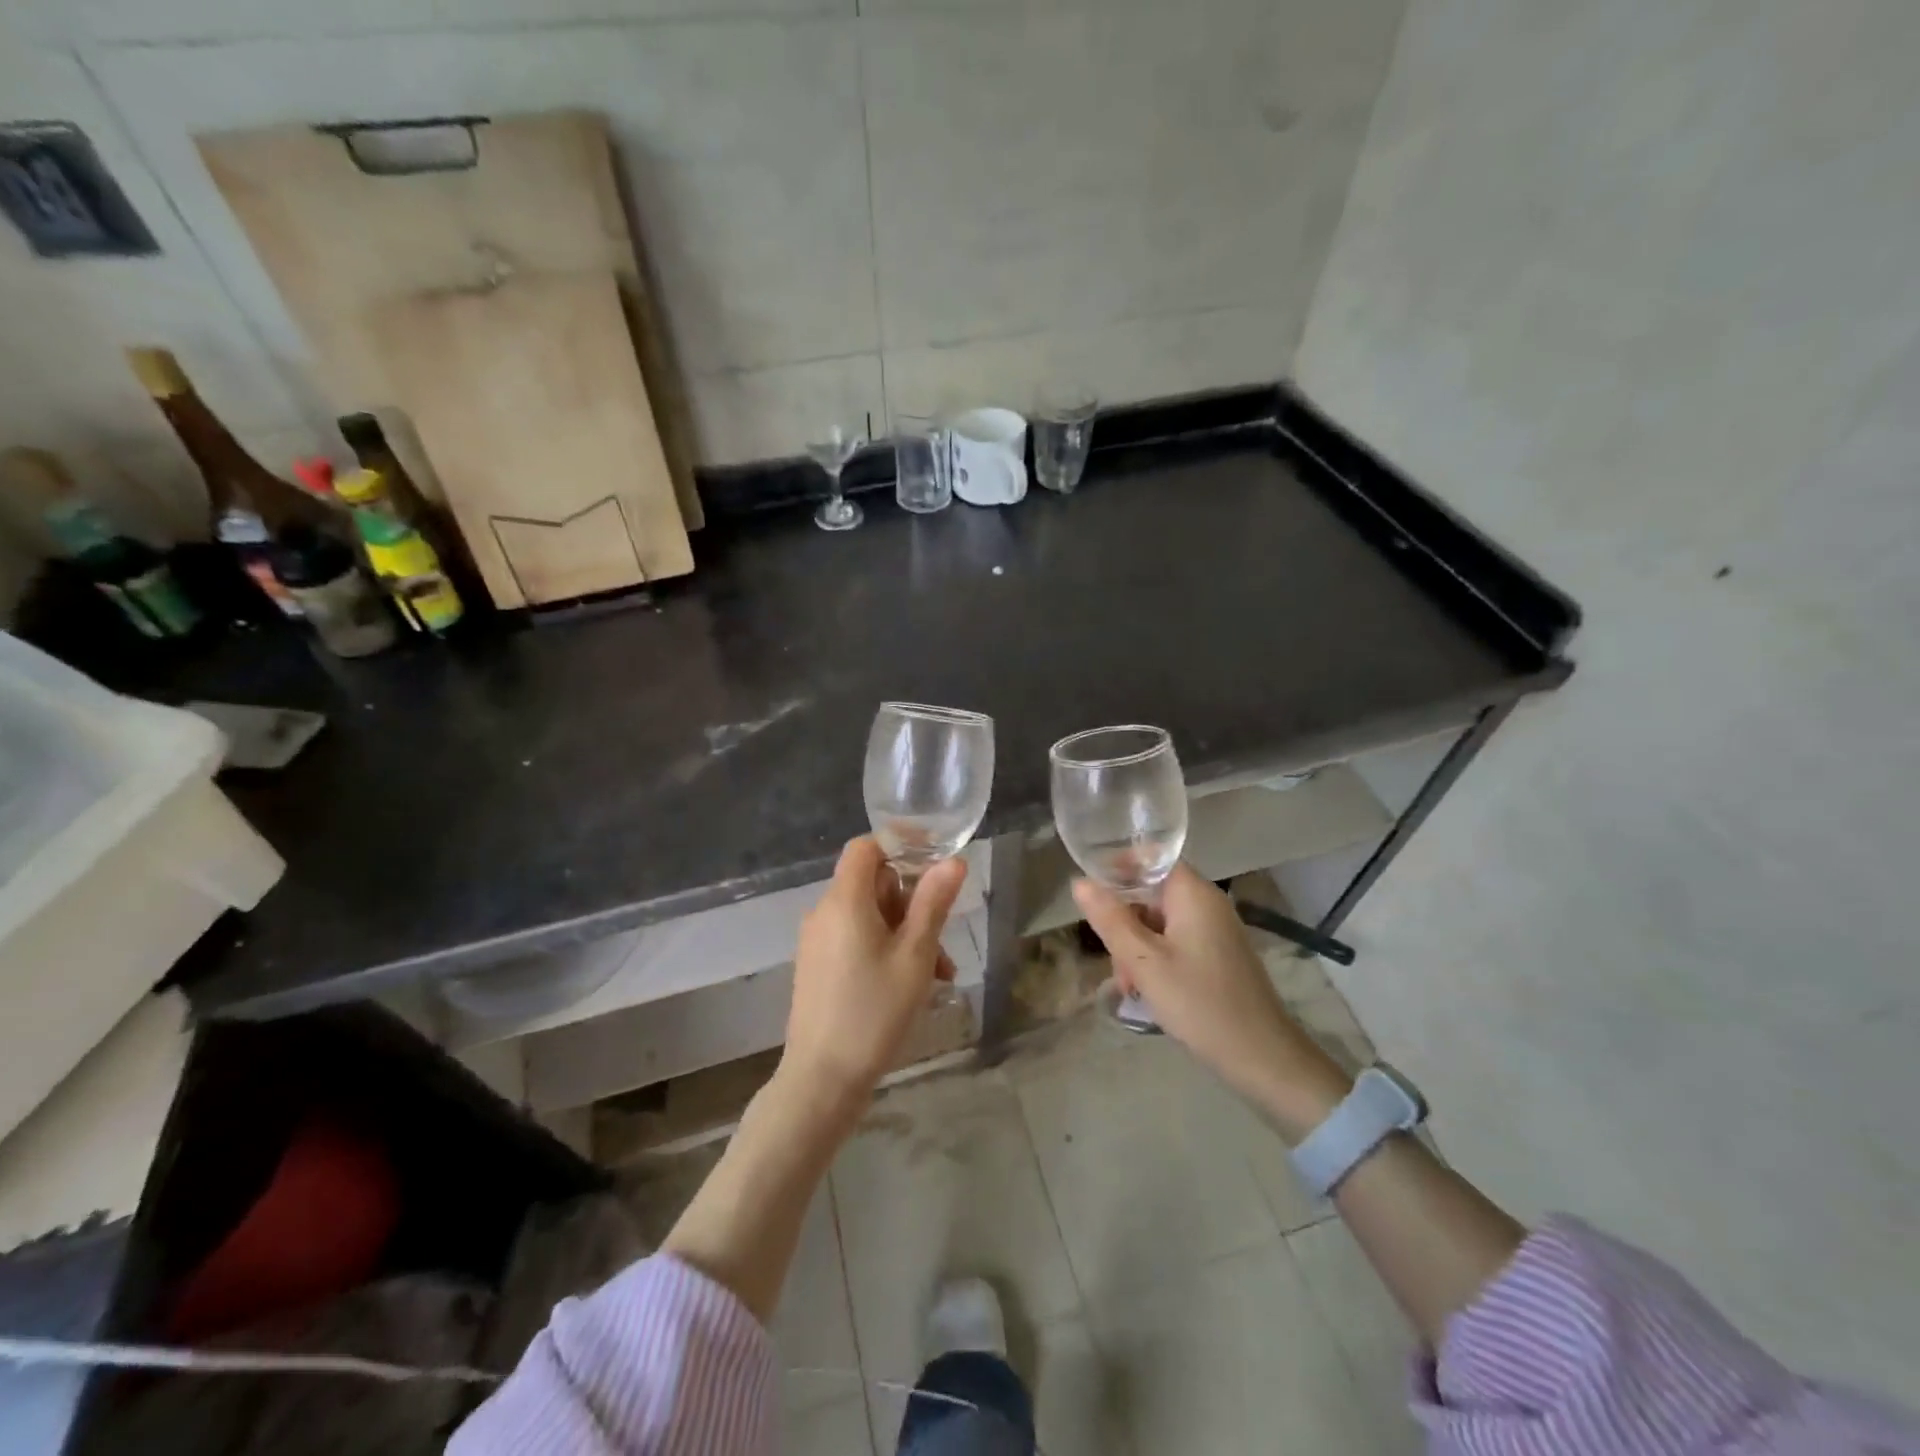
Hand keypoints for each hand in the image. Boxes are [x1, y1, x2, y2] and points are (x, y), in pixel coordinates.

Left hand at [781, 837, 967, 1112]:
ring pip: (870, 916)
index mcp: (845, 901)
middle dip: (913, 904)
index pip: (866, 847)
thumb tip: (952, 861)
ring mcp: (818, 940)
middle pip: (873, 884)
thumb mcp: (915, 956)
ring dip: (905, 933)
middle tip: (941, 941)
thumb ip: (933, 903)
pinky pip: (856, 939)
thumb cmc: (874, 1013)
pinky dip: (885, 949)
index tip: (935, 864)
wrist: (822, 1080)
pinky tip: (911, 984)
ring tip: (937, 974)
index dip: (900, 846)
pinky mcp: (818, 965)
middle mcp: (825, 912)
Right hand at [1073, 863, 1349, 1139]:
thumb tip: (1080, 882)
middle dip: (1124, 921)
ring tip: (1130, 987)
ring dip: (1137, 946)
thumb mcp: (1144, 962)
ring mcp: (1215, 929)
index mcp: (1193, 893)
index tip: (1092, 895)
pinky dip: (1157, 958)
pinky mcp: (1218, 954)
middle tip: (1116, 963)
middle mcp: (1206, 902)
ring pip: (1160, 921)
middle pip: (1151, 893)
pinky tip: (1148, 990)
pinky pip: (1176, 941)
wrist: (1261, 1056)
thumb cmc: (1199, 1002)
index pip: (1150, 858)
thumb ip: (1110, 919)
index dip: (1118, 868)